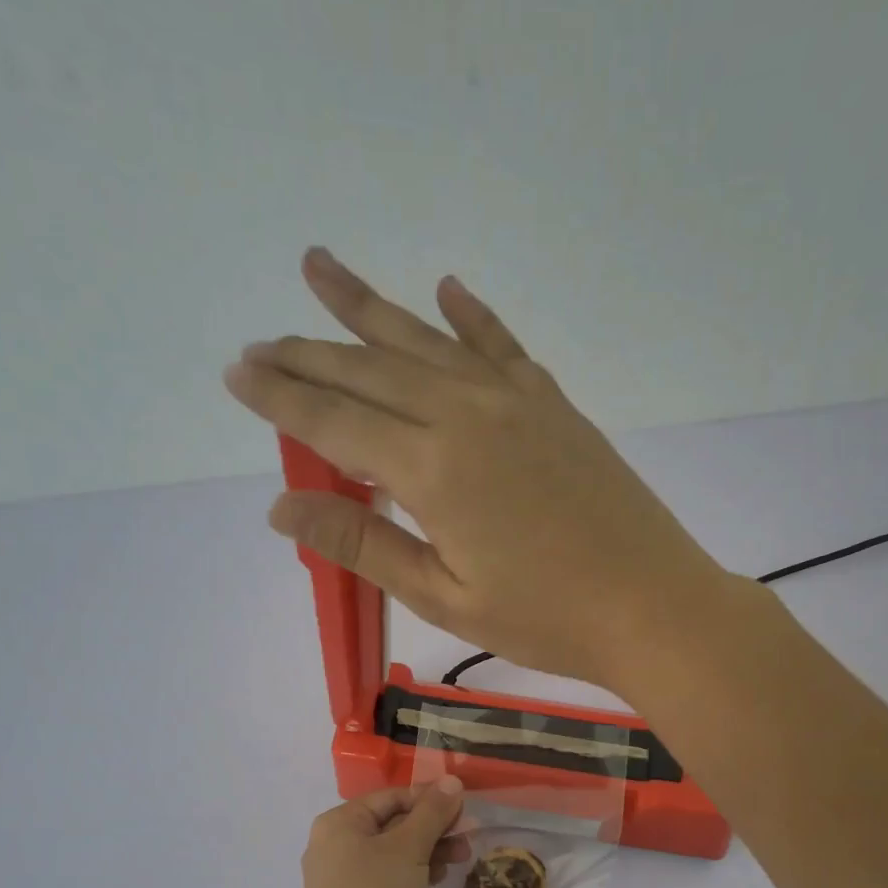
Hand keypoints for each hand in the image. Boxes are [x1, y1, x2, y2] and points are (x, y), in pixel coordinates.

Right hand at [224, 248, 734, 692]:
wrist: (652, 606)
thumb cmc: (545, 619)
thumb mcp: (444, 596)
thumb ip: (365, 543)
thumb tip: (282, 508)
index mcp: (432, 469)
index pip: (333, 422)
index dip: (279, 398)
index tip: (235, 374)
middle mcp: (465, 414)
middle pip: (368, 372)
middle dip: (307, 355)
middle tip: (260, 343)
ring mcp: (515, 402)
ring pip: (424, 343)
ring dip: (368, 308)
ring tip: (318, 268)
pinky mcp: (554, 406)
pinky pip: (501, 345)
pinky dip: (469, 316)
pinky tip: (445, 288)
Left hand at [296, 779, 466, 887]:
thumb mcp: (409, 848)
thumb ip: (432, 812)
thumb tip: (451, 781)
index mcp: (340, 822)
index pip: (392, 796)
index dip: (430, 799)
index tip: (464, 808)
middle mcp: (337, 844)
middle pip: (394, 823)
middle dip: (434, 828)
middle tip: (469, 836)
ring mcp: (345, 877)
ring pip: (395, 852)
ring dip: (430, 851)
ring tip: (461, 859)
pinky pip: (389, 876)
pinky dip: (415, 873)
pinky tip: (438, 879)